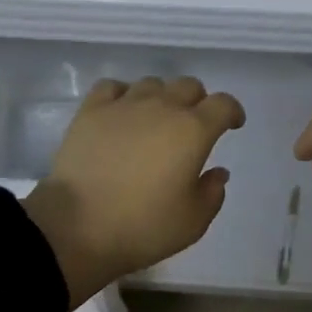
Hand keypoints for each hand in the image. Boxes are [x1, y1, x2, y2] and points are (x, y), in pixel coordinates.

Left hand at [23, 76, 245, 308]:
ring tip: (156, 120)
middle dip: (198, 102)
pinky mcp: (90, 112)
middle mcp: (161, 107)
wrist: (78, 227)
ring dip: (162, 98)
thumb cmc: (143, 227)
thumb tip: (217, 172)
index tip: (232, 125)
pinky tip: (122, 112)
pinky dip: (124, 95)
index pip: (222, 104)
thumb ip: (212, 193)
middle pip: (188, 86)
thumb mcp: (193, 222)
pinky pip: (112, 87)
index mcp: (193, 131)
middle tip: (194, 126)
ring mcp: (123, 105)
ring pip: (152, 84)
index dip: (232, 111)